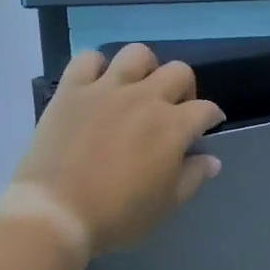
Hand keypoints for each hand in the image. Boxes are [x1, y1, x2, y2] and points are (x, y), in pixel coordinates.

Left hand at [8, 44, 225, 256]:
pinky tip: (97, 85)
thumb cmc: (117, 215)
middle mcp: (144, 98)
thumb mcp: (165, 205)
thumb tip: (211, 159)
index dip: (211, 118)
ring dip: (144, 68)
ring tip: (137, 89)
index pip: (205, 109)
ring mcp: (106, 89)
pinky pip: (87, 59)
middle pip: (178, 72)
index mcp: (172, 126)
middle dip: (184, 88)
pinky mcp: (72, 90)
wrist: (57, 212)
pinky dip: (95, 67)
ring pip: (137, 54)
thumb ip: (192, 177)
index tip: (206, 128)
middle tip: (173, 109)